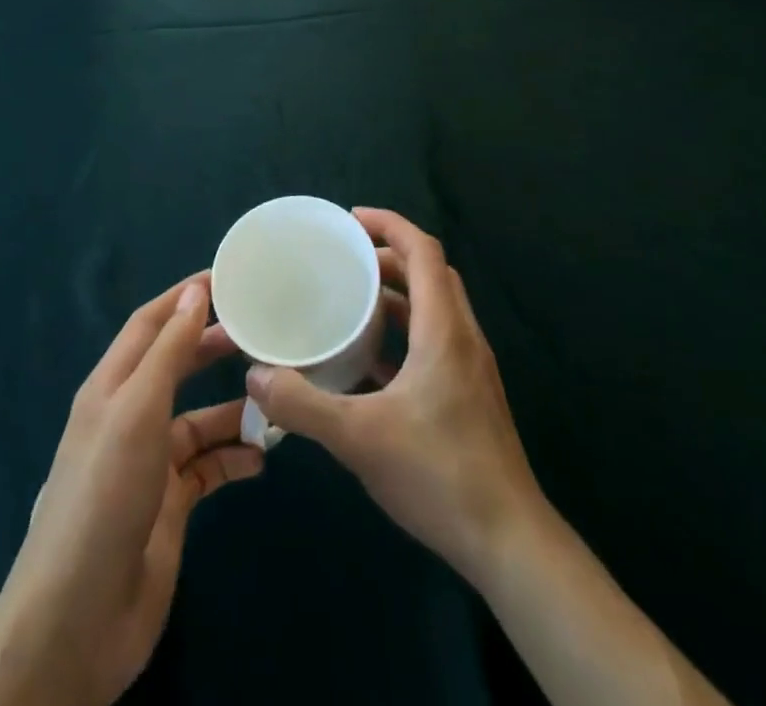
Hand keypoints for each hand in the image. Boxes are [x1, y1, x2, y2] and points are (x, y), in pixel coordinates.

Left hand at [0, 276, 263, 705]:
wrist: (80, 617)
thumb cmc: (106, 492)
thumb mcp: (138, 409)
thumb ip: (169, 351)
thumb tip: (196, 292)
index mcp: (112, 385)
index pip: (149, 324)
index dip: (183, 298)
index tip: (227, 278)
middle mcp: (129, 416)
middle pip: (175, 366)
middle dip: (212, 347)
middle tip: (260, 333)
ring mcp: (149, 464)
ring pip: (197, 420)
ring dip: (233, 410)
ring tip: (277, 399)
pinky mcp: (169, 506)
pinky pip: (208, 469)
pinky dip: (234, 459)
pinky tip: (262, 459)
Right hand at [246, 208, 541, 589]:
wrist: (510, 545)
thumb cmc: (439, 475)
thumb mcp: (359, 438)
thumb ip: (303, 404)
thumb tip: (255, 376)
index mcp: (443, 329)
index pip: (424, 251)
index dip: (389, 224)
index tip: (350, 221)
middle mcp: (462, 338)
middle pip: (430, 274)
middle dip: (388, 256)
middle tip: (345, 261)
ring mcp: (470, 369)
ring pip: (435, 308)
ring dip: (397, 296)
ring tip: (352, 302)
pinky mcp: (469, 397)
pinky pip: (435, 342)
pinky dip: (405, 334)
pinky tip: (370, 364)